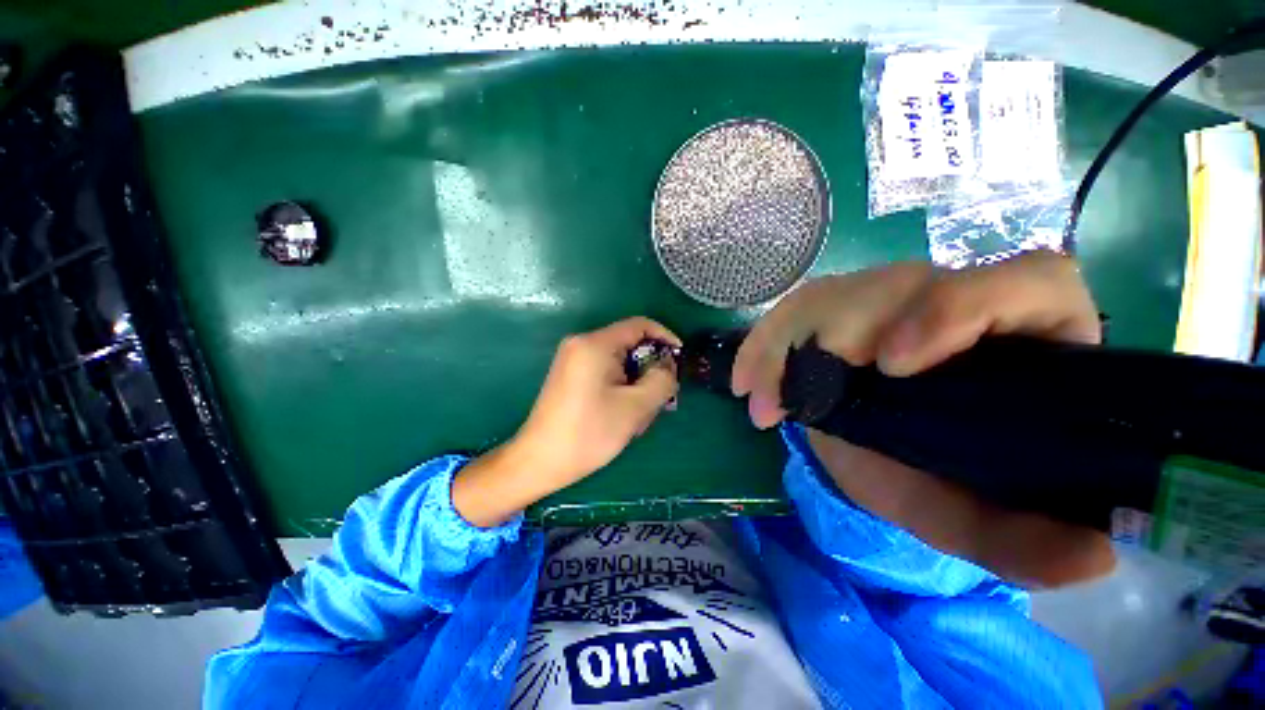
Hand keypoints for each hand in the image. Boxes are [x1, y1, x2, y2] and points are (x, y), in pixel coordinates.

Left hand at [453, 318, 679, 526]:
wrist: (539, 461)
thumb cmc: (588, 433)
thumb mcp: (635, 407)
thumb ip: (661, 381)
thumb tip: (668, 367)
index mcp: (595, 344)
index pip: (640, 325)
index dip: (666, 337)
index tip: (680, 360)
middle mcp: (582, 343)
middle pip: (629, 344)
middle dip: (650, 368)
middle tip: (661, 397)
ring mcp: (573, 359)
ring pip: (619, 361)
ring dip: (637, 382)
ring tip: (640, 414)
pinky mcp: (570, 375)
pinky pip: (605, 371)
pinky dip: (621, 386)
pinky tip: (623, 413)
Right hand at [733, 251, 1114, 586]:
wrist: (865, 453)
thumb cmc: (926, 476)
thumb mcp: (965, 514)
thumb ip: (1018, 540)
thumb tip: (1092, 558)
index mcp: (1016, 339)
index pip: (1023, 283)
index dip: (959, 307)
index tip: (893, 362)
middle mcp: (946, 302)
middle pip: (898, 284)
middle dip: (841, 332)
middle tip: (806, 398)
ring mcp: (878, 301)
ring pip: (830, 295)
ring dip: (784, 350)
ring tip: (765, 407)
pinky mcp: (826, 310)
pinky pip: (784, 315)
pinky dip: (759, 350)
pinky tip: (745, 386)